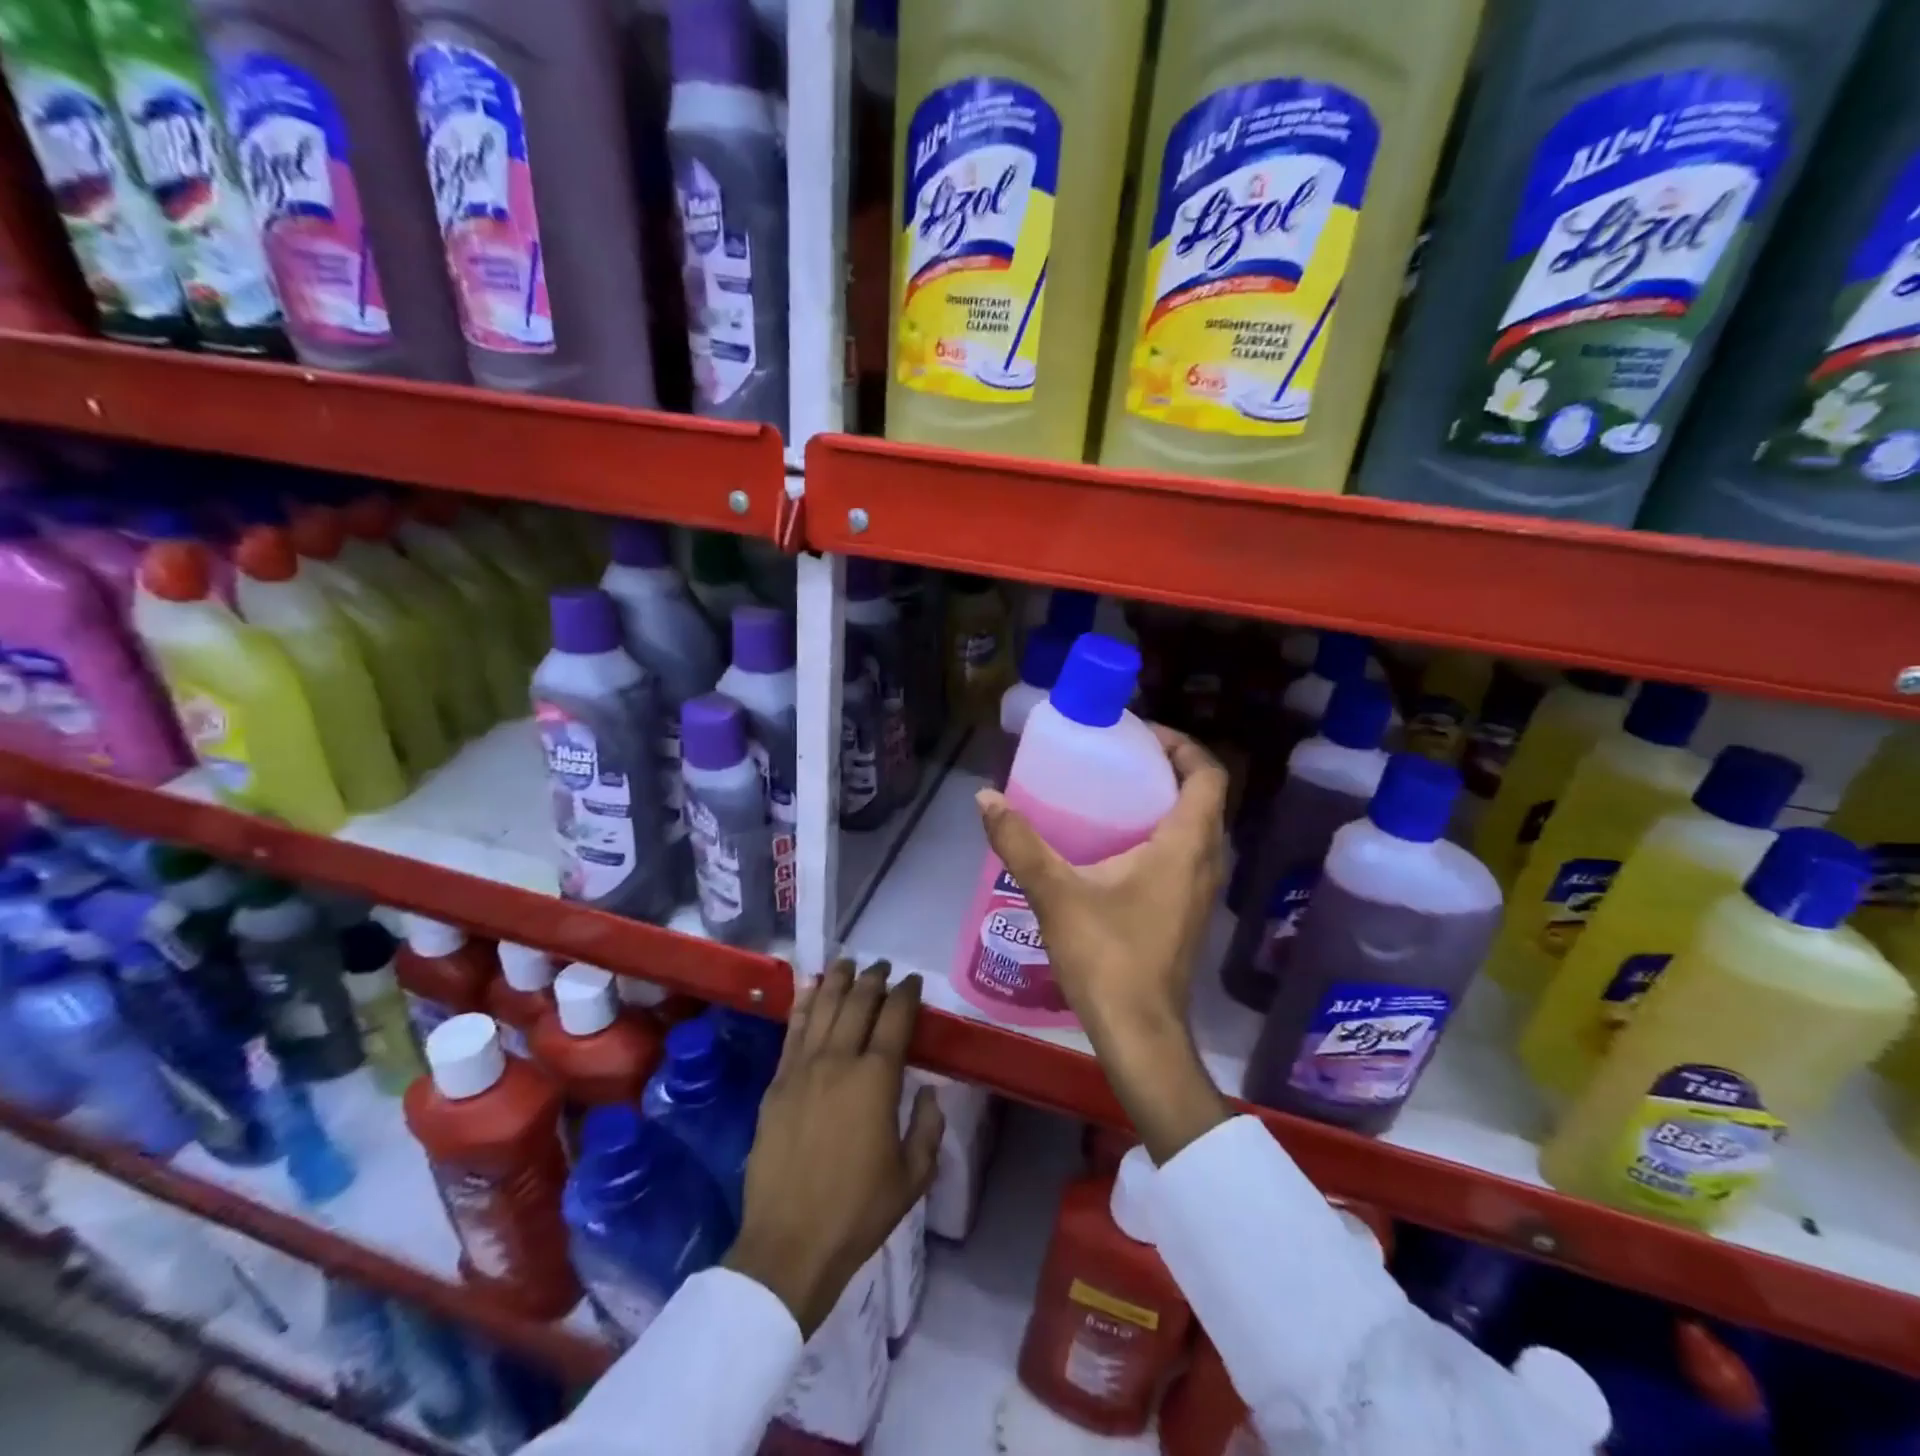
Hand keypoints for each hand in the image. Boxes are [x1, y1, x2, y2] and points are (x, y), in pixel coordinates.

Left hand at [725, 962, 942, 1335]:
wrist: (789, 1244)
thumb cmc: (858, 1212)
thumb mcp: (913, 1177)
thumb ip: (928, 1128)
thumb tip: (929, 1092)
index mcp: (877, 1079)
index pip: (895, 1019)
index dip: (906, 994)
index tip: (912, 982)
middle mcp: (840, 1061)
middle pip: (858, 1003)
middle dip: (874, 979)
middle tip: (883, 967)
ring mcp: (802, 1069)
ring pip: (823, 1008)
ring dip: (838, 981)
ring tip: (848, 963)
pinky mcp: (777, 1083)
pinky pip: (792, 1030)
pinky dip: (802, 1003)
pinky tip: (809, 988)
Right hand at [976, 725, 1231, 1161]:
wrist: (1139, 1032)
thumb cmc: (1107, 956)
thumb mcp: (1056, 893)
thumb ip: (1019, 843)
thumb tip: (986, 798)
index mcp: (1186, 845)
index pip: (1208, 774)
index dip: (1181, 745)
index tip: (1141, 735)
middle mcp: (1207, 861)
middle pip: (1205, 796)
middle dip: (1170, 768)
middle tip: (1121, 758)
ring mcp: (1203, 890)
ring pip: (1199, 827)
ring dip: (1169, 802)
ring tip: (1117, 794)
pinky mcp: (1190, 911)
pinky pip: (1188, 854)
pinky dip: (1164, 833)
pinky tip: (1118, 847)